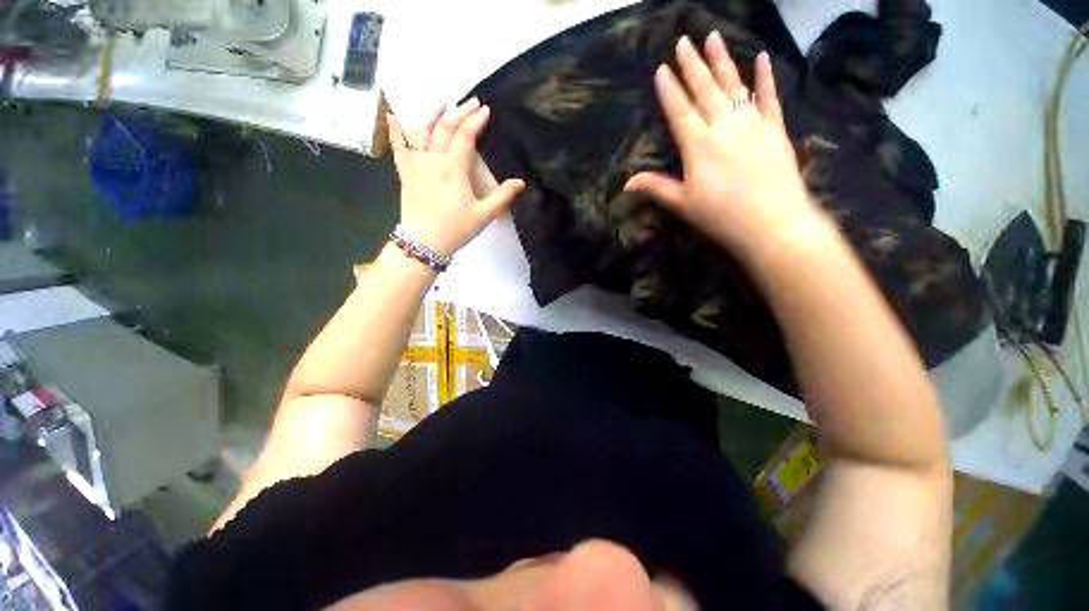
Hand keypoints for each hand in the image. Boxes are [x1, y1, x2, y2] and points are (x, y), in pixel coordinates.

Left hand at [388, 98, 524, 256]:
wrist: (424, 243)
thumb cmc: (456, 229)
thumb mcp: (483, 215)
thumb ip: (502, 197)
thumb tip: (521, 182)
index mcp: (454, 170)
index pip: (465, 137)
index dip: (476, 121)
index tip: (486, 111)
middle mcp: (433, 161)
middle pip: (445, 129)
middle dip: (460, 112)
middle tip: (471, 102)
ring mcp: (416, 165)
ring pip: (421, 131)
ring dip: (432, 115)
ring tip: (442, 103)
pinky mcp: (405, 173)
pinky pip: (398, 147)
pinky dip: (395, 131)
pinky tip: (392, 116)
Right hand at [625, 33, 831, 266]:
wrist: (772, 222)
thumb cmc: (721, 216)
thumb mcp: (683, 205)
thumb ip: (656, 187)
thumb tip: (627, 182)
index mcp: (698, 145)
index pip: (680, 111)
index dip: (669, 90)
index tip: (661, 69)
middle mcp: (723, 126)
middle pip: (705, 90)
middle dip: (692, 65)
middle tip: (684, 40)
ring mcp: (752, 124)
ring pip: (734, 86)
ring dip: (722, 61)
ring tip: (713, 37)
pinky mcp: (776, 129)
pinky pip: (769, 97)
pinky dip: (765, 77)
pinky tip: (761, 57)